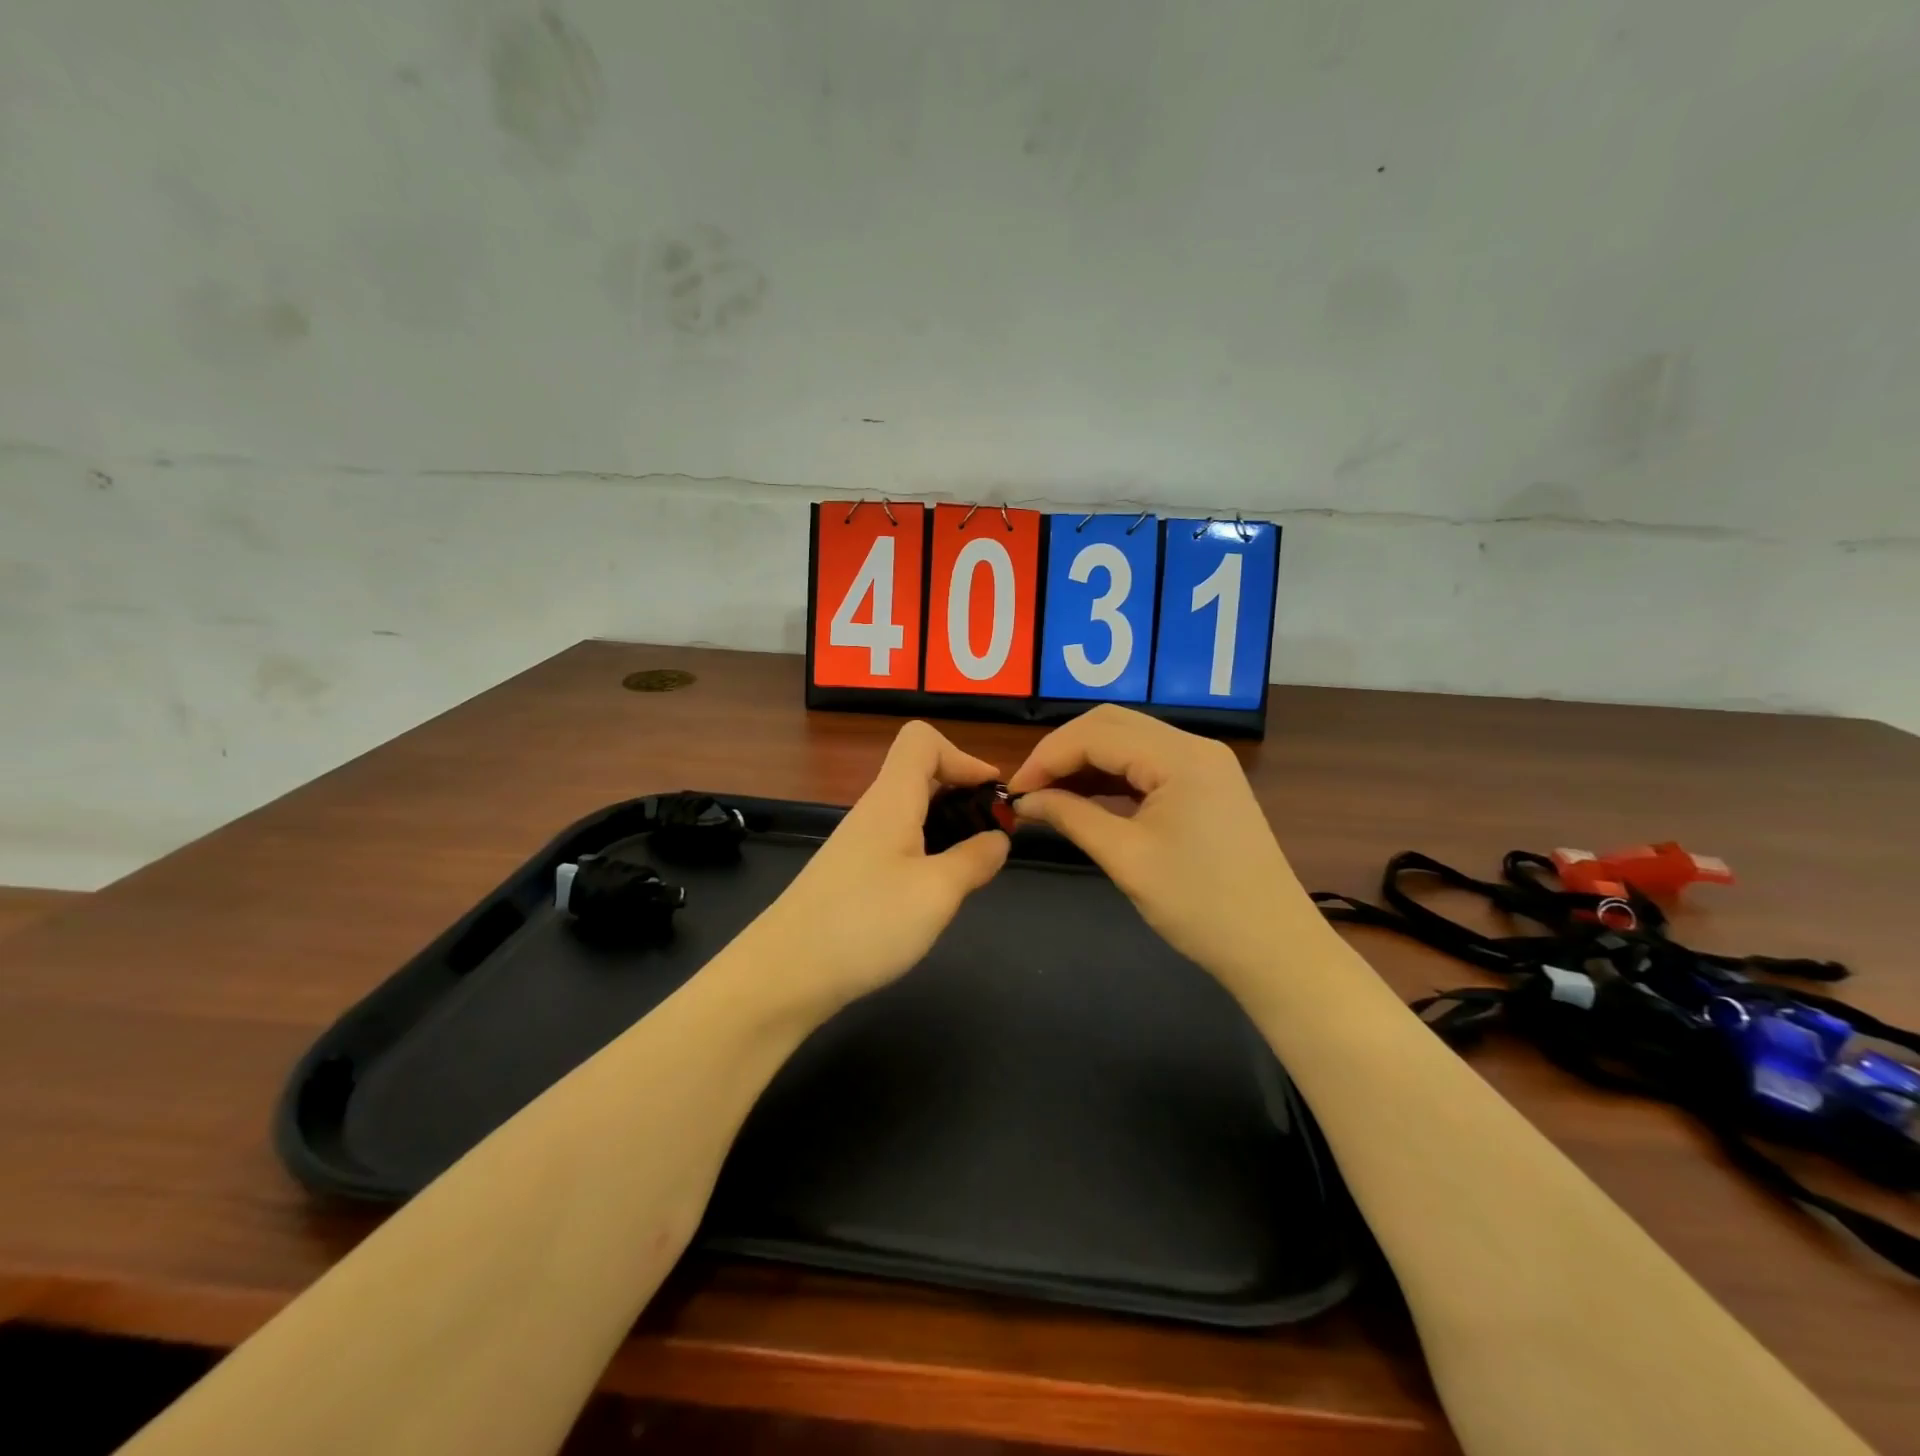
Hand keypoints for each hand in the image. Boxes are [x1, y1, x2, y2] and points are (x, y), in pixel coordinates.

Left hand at [739, 722, 1010, 1016]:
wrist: (784, 975)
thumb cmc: (865, 923)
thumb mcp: (936, 892)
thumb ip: (974, 860)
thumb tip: (998, 838)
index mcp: (892, 799)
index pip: (922, 740)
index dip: (963, 757)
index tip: (992, 796)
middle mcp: (873, 812)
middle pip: (921, 775)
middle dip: (963, 796)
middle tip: (993, 837)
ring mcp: (858, 844)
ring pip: (911, 813)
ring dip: (948, 829)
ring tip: (972, 870)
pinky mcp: (851, 875)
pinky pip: (898, 845)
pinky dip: (926, 855)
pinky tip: (934, 895)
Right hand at [1007, 705, 1316, 1001]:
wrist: (1275, 949)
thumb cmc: (1200, 907)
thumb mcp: (1126, 859)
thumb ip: (1071, 817)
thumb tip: (1025, 800)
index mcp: (1180, 757)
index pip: (1096, 733)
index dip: (1047, 756)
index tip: (1014, 792)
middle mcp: (1194, 746)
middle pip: (1111, 725)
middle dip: (1063, 752)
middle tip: (1029, 791)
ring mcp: (1204, 764)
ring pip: (1128, 742)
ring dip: (1085, 763)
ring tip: (1048, 797)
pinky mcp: (1206, 786)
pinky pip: (1147, 766)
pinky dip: (1111, 778)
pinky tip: (1084, 799)